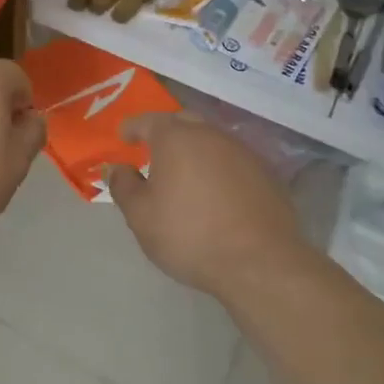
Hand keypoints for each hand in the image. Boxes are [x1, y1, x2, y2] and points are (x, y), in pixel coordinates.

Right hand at [107, 113, 308, 301]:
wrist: (260, 263)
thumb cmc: (189, 234)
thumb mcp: (140, 216)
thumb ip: (123, 186)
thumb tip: (116, 168)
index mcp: (176, 138)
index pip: (147, 121)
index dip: (132, 128)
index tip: (123, 137)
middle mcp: (210, 135)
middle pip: (183, 123)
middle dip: (166, 132)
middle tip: (154, 151)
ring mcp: (243, 153)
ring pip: (212, 141)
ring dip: (195, 150)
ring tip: (185, 173)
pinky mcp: (267, 175)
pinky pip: (234, 162)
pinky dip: (219, 169)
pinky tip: (217, 192)